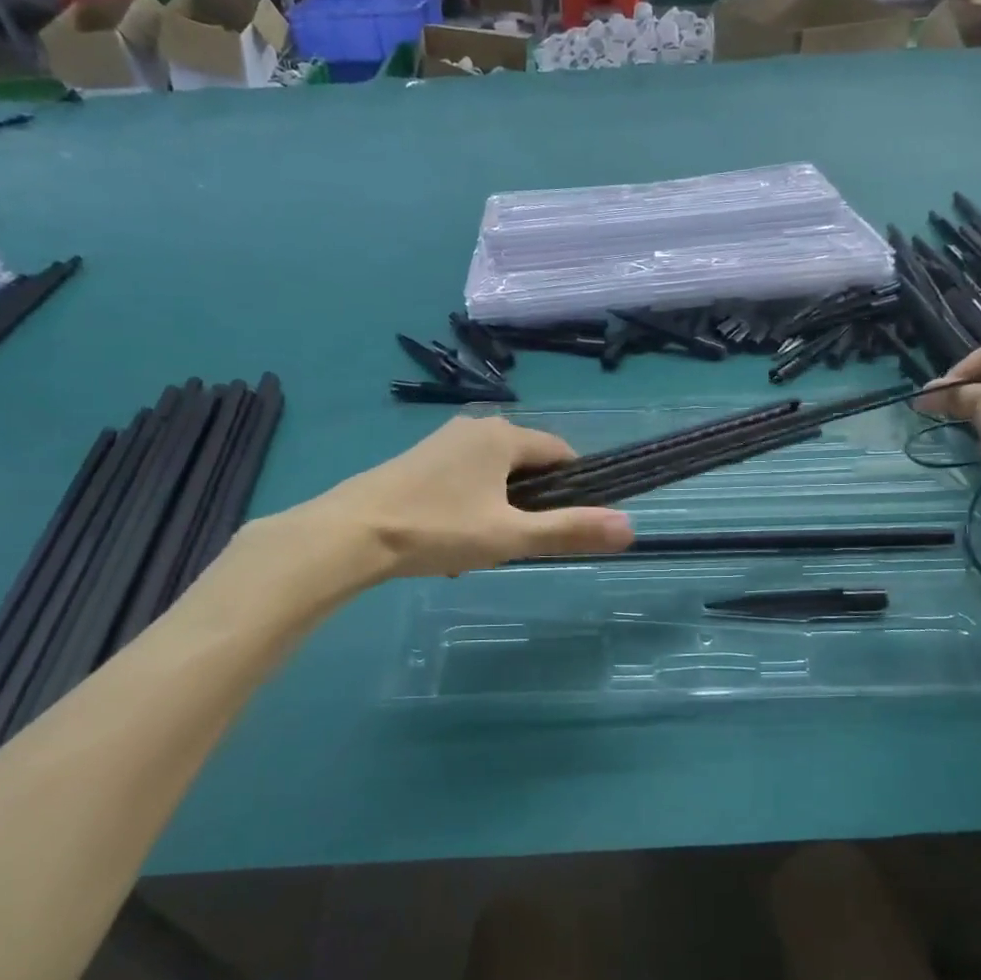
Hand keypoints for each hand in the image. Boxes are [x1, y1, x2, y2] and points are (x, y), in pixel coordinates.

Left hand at [280, 417, 633, 587]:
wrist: (349, 535)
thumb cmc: (438, 529)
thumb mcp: (510, 536)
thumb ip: (570, 531)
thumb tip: (631, 527)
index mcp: (504, 435)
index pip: (561, 453)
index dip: (576, 487)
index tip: (570, 524)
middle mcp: (476, 428)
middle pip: (526, 466)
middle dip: (530, 506)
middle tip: (517, 546)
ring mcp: (443, 442)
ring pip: (493, 478)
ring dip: (498, 512)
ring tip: (479, 552)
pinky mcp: (418, 461)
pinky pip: (463, 481)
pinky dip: (469, 509)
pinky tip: (449, 544)